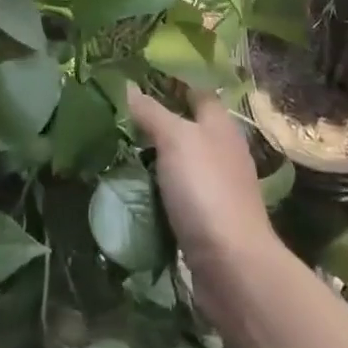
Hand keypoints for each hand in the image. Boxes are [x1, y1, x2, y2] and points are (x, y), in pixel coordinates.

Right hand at [127, 84, 283, 303]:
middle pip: (187, 127)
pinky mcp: (207, 220)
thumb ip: (152, 112)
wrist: (232, 266)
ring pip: (180, 162)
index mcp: (220, 124)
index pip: (196, 91)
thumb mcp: (175, 140)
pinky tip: (132, 191)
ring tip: (114, 151)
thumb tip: (127, 85)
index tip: (135, 80)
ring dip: (153, 159)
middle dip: (155, 122)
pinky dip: (157, 191)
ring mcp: (216, 187)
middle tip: (114, 118)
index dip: (169, 83)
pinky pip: (176, 195)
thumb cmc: (206, 189)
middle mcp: (222, 150)